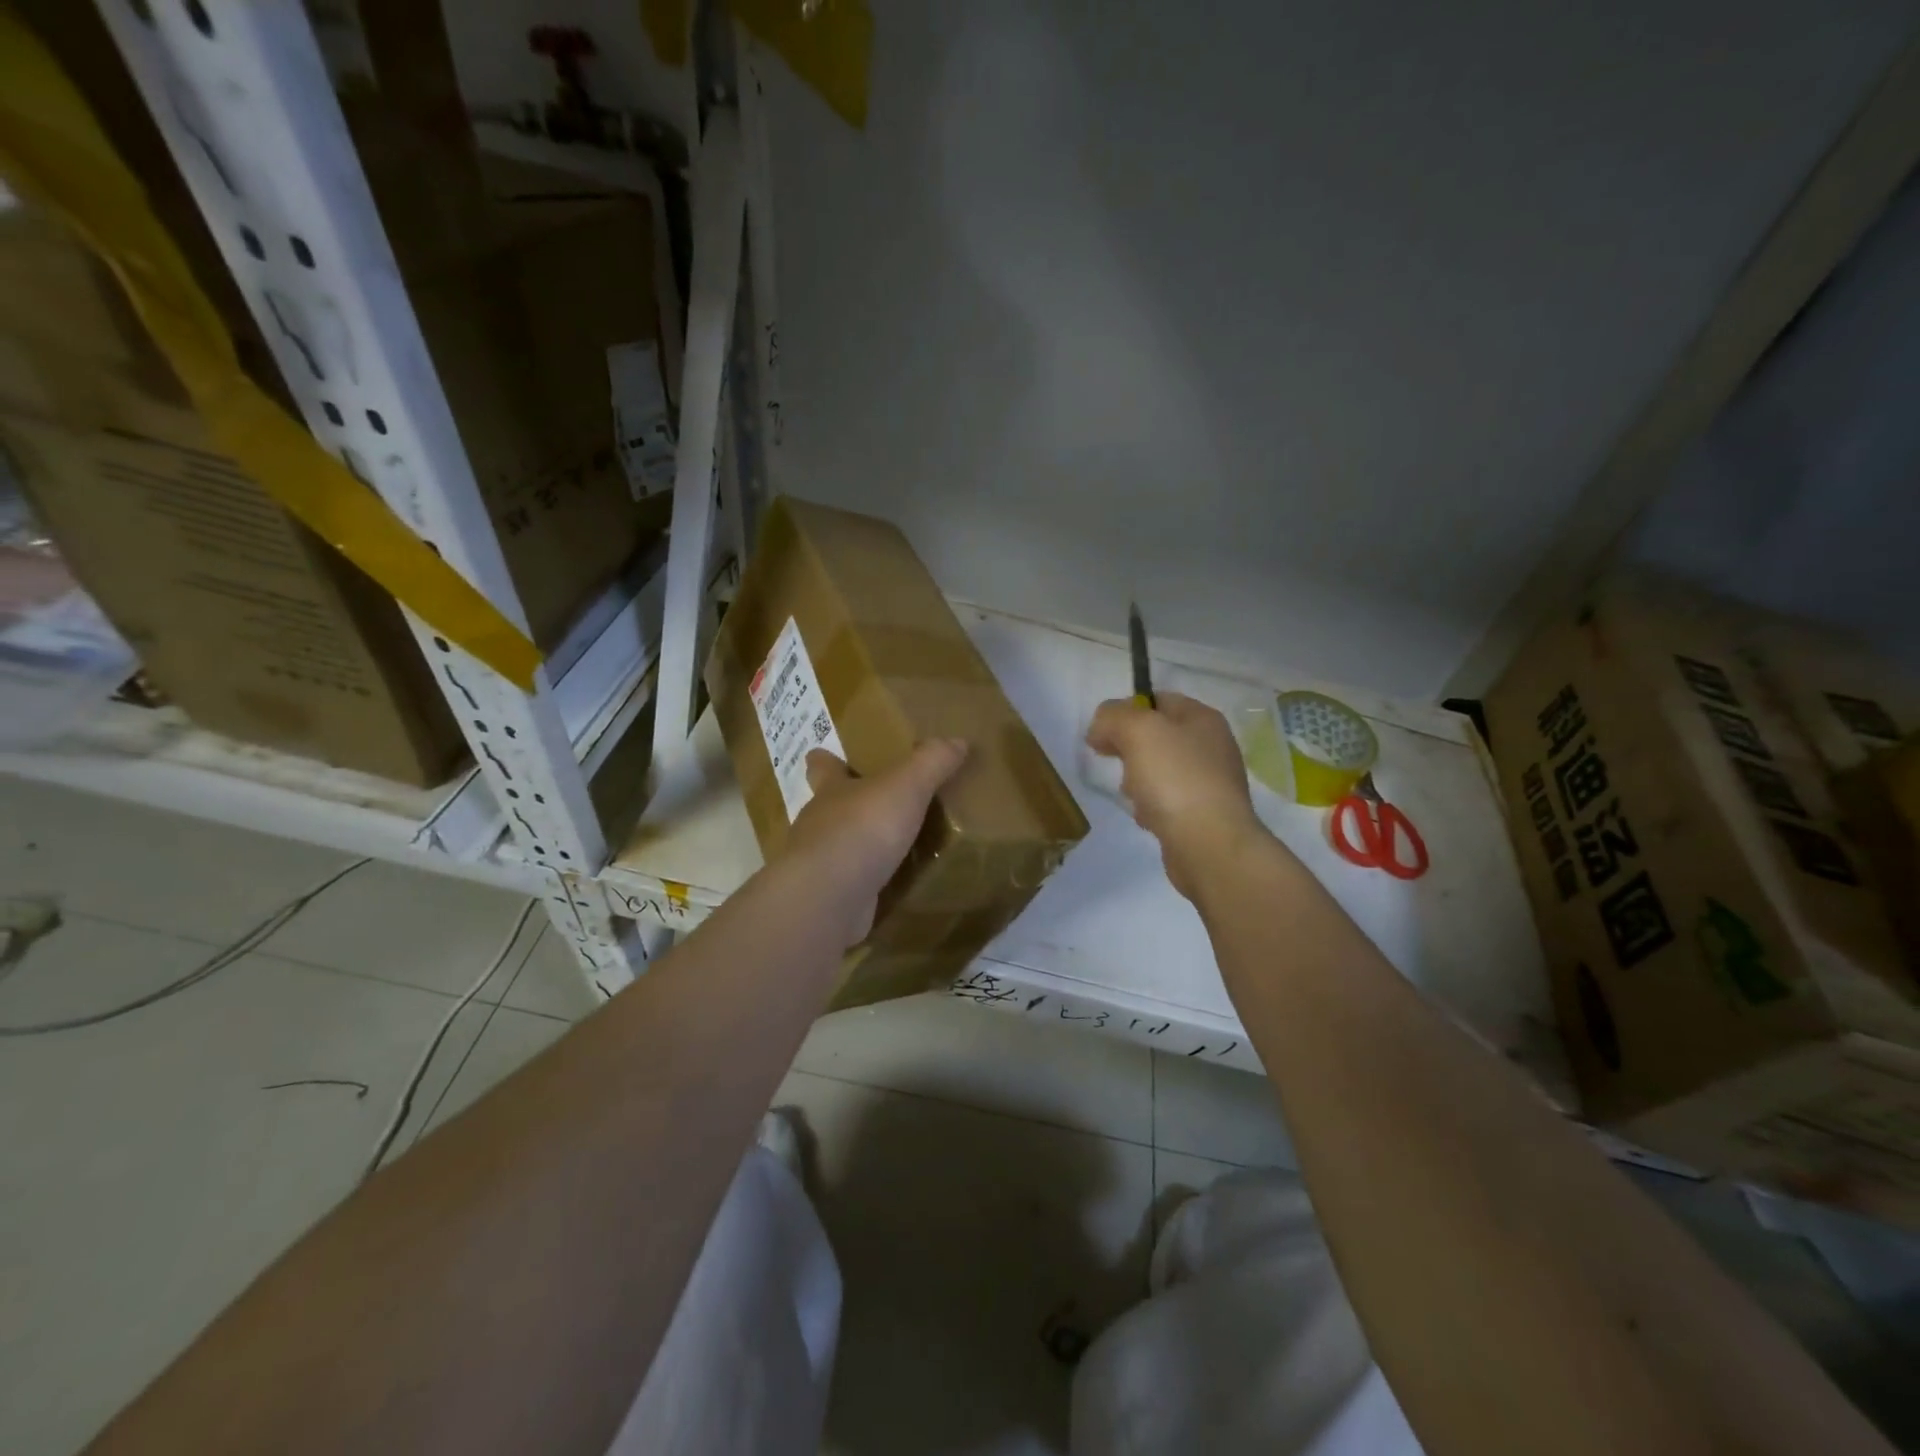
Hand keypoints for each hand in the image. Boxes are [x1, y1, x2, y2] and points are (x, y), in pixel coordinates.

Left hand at [783, 739, 969, 947]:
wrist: (828, 899)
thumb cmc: (862, 828)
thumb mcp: (906, 786)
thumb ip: (931, 762)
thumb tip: (958, 740)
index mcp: (831, 790)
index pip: (822, 766)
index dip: (826, 759)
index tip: (829, 754)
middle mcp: (819, 824)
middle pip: (829, 808)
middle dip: (849, 805)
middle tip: (881, 804)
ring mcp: (821, 865)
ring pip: (840, 848)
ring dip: (861, 847)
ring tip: (895, 849)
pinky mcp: (829, 900)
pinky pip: (852, 887)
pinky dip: (868, 886)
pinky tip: (891, 889)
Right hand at [1086, 692, 1267, 899]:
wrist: (1209, 845)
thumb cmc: (1175, 779)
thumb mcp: (1137, 731)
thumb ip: (1113, 717)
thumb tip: (1100, 729)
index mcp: (1203, 718)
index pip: (1157, 700)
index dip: (1125, 711)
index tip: (1102, 733)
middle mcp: (1211, 745)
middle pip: (1156, 736)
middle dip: (1129, 750)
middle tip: (1118, 764)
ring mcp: (1210, 782)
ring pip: (1158, 770)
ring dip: (1137, 781)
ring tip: (1134, 796)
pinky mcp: (1203, 815)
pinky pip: (1166, 801)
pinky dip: (1151, 808)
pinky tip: (1148, 819)